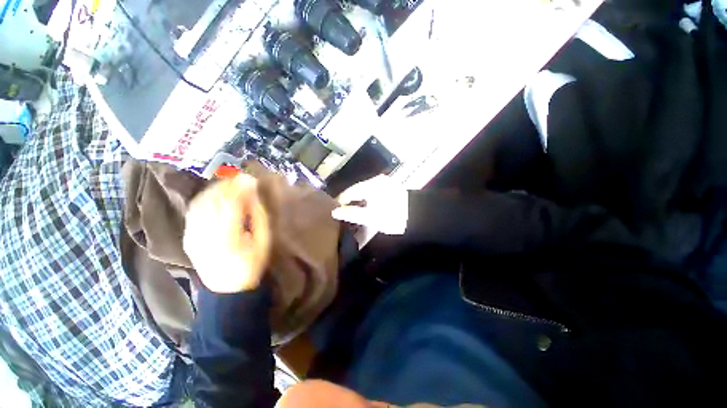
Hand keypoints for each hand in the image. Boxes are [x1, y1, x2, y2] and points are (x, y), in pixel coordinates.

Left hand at [183, 174, 270, 292]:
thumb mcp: (263, 241)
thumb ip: (258, 216)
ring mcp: (192, 234)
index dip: (240, 188)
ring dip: (215, 189)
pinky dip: (204, 198)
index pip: (231, 203)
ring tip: (229, 182)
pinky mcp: (187, 236)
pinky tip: (214, 194)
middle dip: (227, 185)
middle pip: (213, 200)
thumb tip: (253, 195)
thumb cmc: (251, 264)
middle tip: (240, 177)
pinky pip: (193, 211)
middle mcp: (206, 233)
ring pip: (201, 203)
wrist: (227, 288)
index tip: (250, 178)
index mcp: (228, 236)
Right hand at [331, 175, 407, 234]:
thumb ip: (352, 214)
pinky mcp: (391, 188)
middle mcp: (378, 180)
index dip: (341, 201)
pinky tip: (368, 208)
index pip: (350, 191)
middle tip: (345, 214)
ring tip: (355, 213)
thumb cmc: (393, 217)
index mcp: (372, 185)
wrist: (418, 217)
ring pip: (366, 192)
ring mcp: (385, 183)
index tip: (335, 211)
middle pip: (357, 190)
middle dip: (350, 202)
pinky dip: (368, 200)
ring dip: (359, 201)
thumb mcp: (371, 217)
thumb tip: (335, 212)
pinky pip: (374, 193)